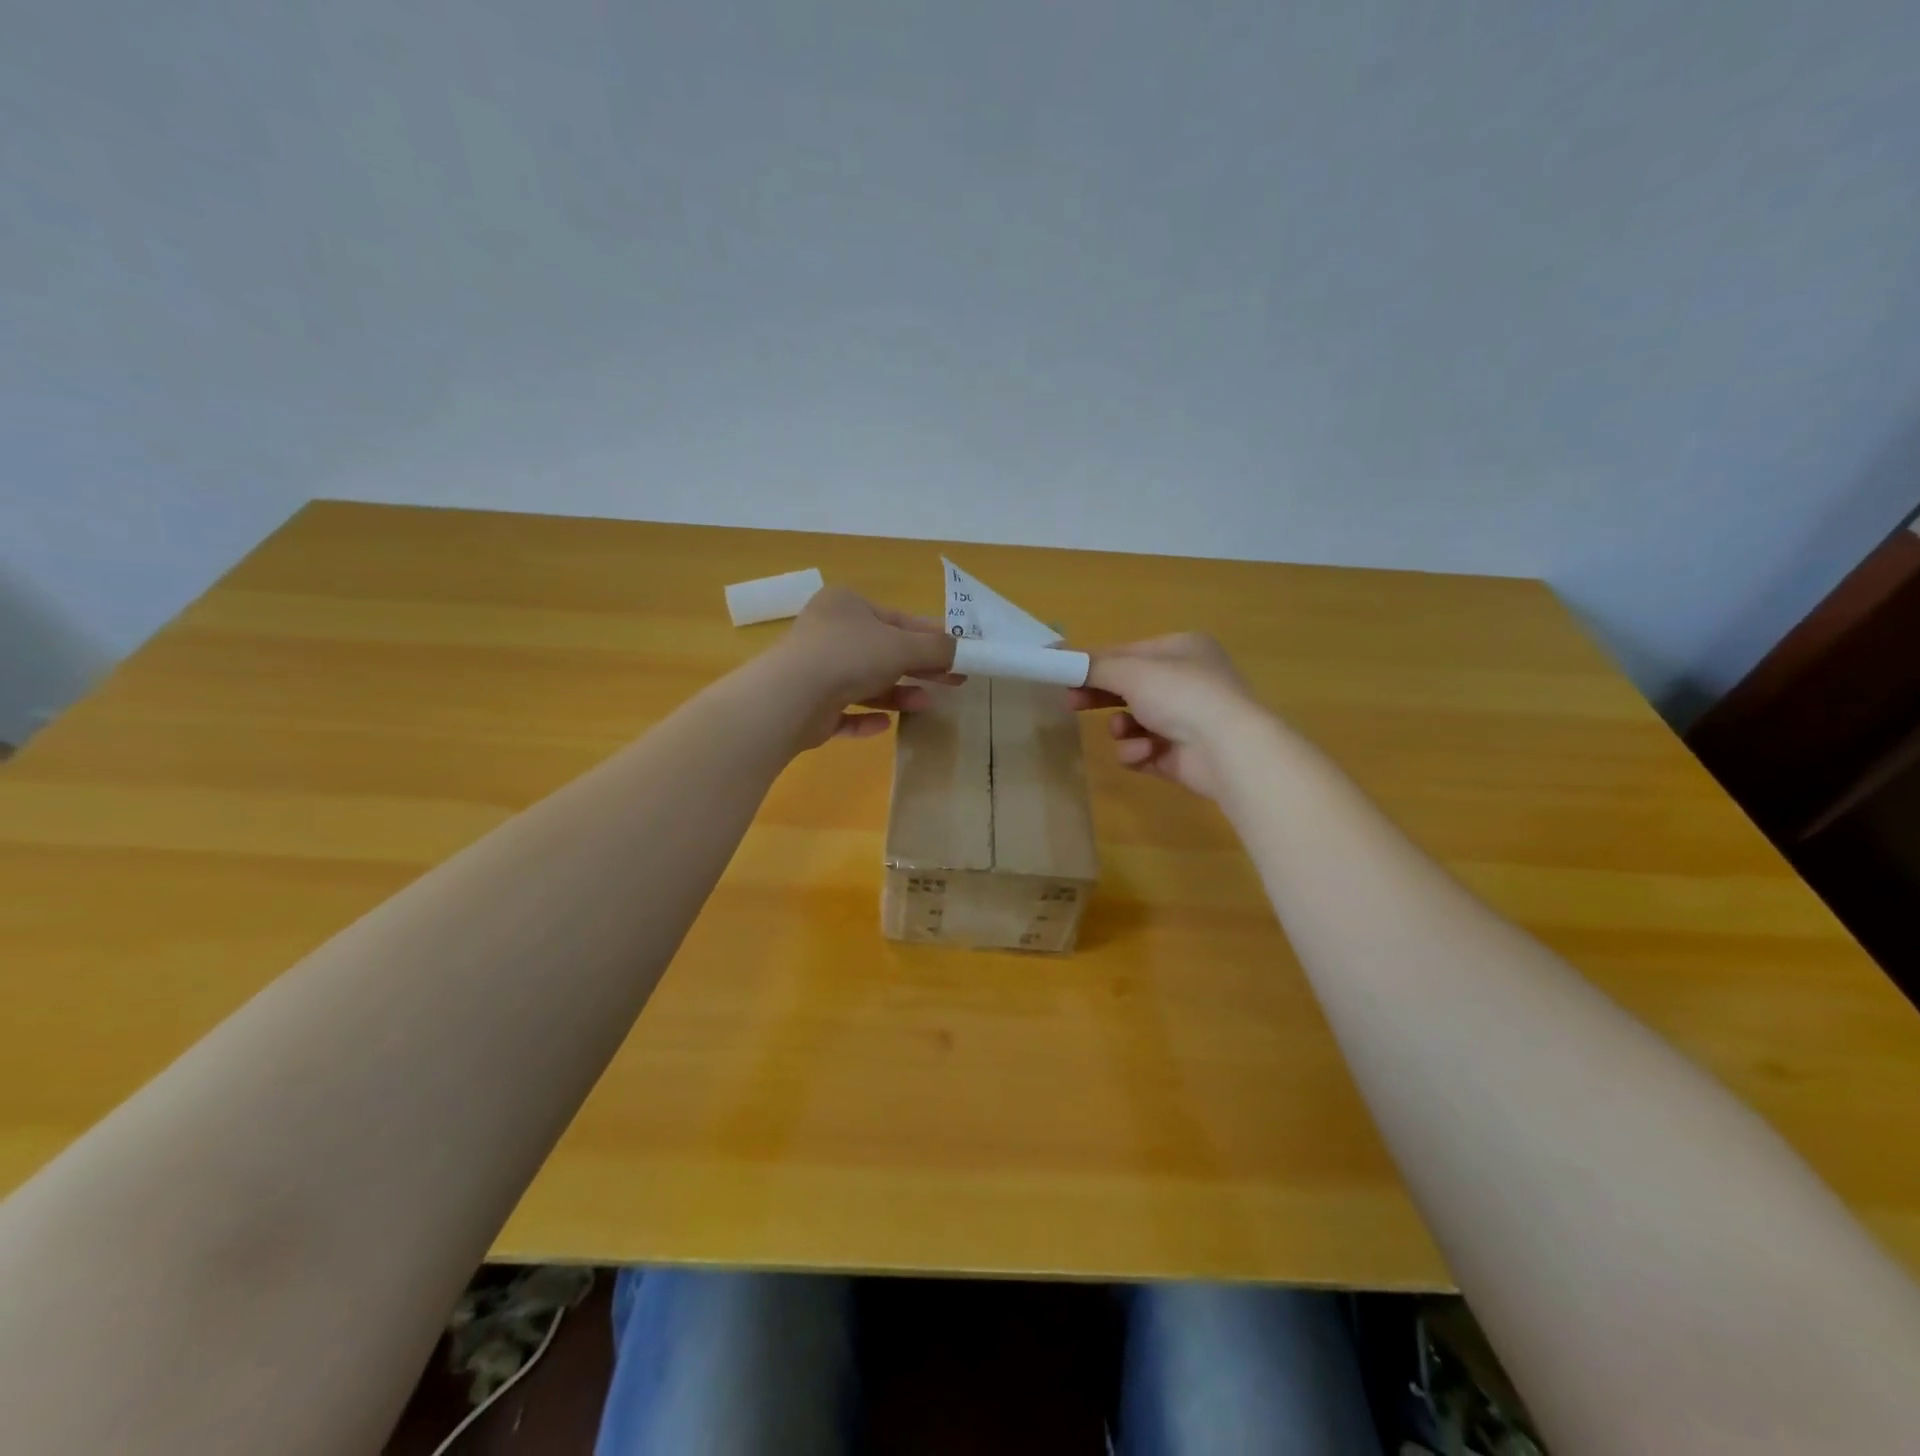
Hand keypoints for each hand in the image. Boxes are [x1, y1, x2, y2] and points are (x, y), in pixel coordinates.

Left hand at [771, 586, 961, 748]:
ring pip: (865, 683)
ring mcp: (815, 670)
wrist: (792, 697)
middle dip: (919, 668)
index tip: (960, 654)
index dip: (932, 637)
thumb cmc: (850, 656)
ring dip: (897, 693)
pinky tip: (885, 725)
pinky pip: (844, 712)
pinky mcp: (809, 706)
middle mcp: (829, 633)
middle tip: (954, 682)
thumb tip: (962, 649)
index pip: (899, 620)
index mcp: (847, 605)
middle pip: (884, 652)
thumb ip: (936, 648)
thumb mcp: (902, 646)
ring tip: (925, 704)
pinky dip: (866, 718)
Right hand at [1067, 633, 1265, 798]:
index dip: (1093, 663)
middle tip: (1071, 703)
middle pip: (1128, 688)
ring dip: (1122, 728)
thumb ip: (1094, 666)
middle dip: (1100, 697)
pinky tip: (1147, 752)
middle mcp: (1187, 681)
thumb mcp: (1131, 671)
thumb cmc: (1181, 694)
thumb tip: (1059, 657)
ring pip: (1132, 722)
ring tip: (1124, 731)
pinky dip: (1138, 751)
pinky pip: (1143, 750)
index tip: (1062, 673)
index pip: (1127, 653)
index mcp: (1182, 650)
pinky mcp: (1180, 755)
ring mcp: (1186, 721)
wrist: (1227, 749)